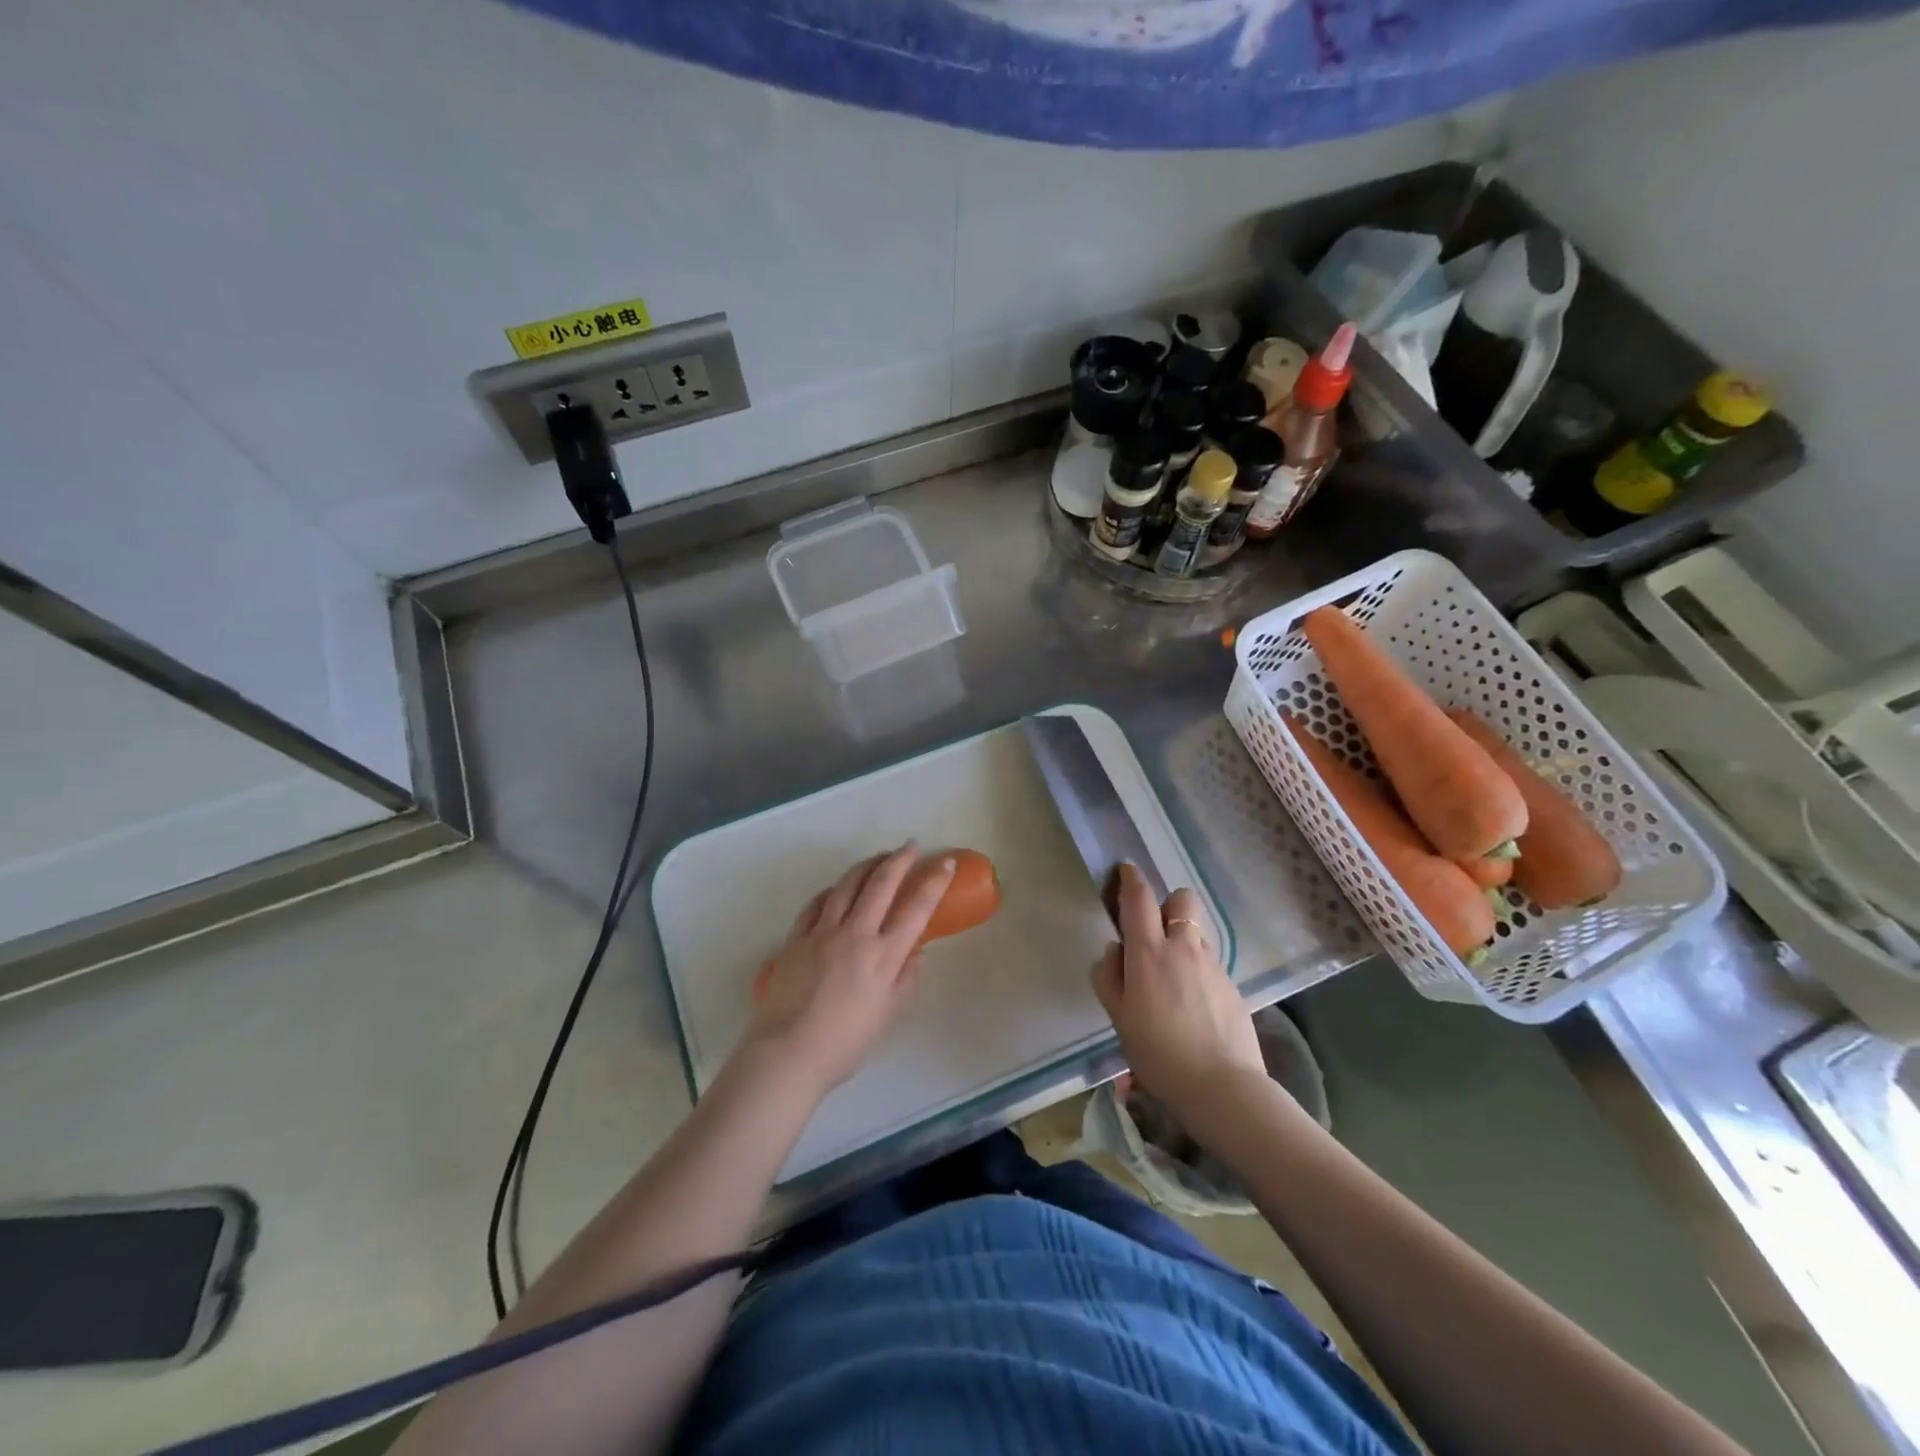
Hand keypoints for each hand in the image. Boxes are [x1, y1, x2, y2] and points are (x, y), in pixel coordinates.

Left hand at [742, 844, 955, 1100]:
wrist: (787, 1054)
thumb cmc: (844, 1044)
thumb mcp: (886, 1016)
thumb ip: (905, 981)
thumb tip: (917, 954)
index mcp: (883, 955)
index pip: (916, 908)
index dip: (934, 882)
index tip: (944, 862)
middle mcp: (855, 934)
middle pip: (881, 884)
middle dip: (899, 860)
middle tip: (910, 846)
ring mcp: (822, 932)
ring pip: (847, 885)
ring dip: (866, 865)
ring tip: (878, 857)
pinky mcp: (796, 937)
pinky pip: (817, 903)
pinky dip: (832, 890)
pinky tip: (837, 889)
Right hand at [1090, 864, 1267, 1125]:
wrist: (1222, 1088)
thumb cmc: (1158, 1054)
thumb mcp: (1118, 1018)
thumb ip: (1109, 977)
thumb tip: (1114, 951)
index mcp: (1149, 952)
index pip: (1139, 898)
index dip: (1130, 878)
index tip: (1125, 871)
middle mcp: (1183, 948)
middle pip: (1181, 899)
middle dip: (1167, 903)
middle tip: (1153, 931)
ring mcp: (1213, 965)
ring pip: (1197, 932)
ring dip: (1183, 938)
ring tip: (1173, 976)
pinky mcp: (1233, 986)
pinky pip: (1210, 963)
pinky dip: (1198, 969)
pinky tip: (1193, 1005)